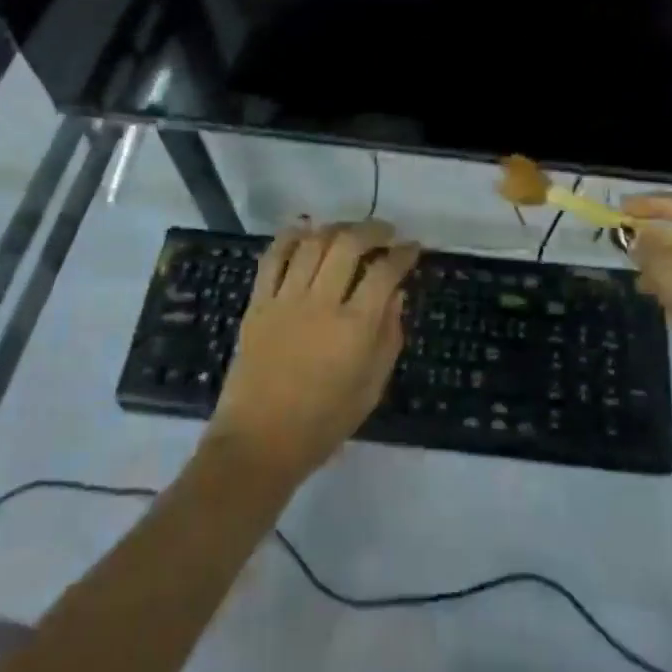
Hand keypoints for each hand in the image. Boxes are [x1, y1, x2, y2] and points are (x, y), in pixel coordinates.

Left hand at [207, 220, 418, 486]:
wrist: (259, 442)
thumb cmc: (323, 423)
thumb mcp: (371, 388)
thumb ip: (389, 337)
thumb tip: (397, 294)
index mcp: (355, 328)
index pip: (385, 273)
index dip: (403, 254)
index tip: (412, 247)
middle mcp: (321, 303)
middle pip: (349, 245)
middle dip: (373, 230)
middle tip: (385, 233)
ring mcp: (286, 300)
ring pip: (313, 243)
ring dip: (336, 228)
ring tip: (349, 232)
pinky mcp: (258, 303)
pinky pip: (273, 257)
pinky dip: (290, 237)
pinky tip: (305, 231)